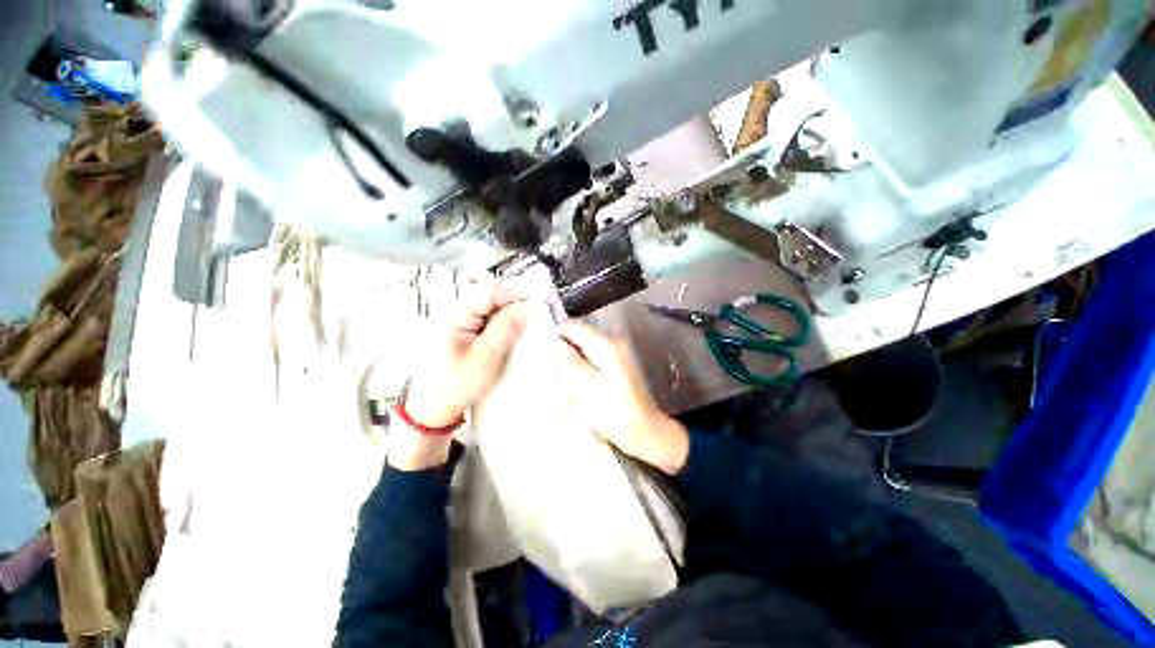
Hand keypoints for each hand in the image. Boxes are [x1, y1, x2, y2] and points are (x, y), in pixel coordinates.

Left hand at [391, 280, 527, 470]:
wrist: (433, 405)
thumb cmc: (454, 384)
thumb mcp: (485, 357)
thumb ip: (505, 329)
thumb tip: (526, 307)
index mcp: (454, 313)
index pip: (491, 292)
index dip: (516, 293)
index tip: (538, 300)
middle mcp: (454, 310)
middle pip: (491, 296)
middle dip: (514, 303)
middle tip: (535, 313)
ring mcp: (457, 318)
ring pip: (491, 306)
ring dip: (509, 313)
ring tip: (526, 323)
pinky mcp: (462, 328)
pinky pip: (487, 317)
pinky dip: (502, 322)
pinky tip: (511, 332)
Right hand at [556, 323, 689, 474]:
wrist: (646, 432)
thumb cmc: (614, 414)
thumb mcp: (585, 389)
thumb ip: (568, 363)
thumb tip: (553, 342)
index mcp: (606, 346)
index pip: (574, 328)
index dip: (556, 337)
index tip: (544, 354)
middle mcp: (614, 343)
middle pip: (579, 338)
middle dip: (563, 354)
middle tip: (554, 376)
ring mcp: (618, 354)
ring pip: (584, 351)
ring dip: (572, 365)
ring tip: (565, 388)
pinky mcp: (618, 365)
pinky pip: (593, 361)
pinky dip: (582, 372)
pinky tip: (579, 391)